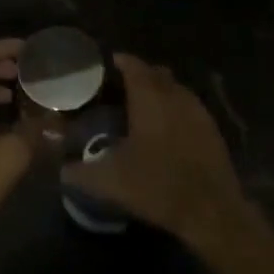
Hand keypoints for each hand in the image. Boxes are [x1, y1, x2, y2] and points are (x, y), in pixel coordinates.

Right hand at [61, 54, 251, 252]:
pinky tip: (165, 132)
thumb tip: (61, 171)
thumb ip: (79, 173)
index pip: (132, 65)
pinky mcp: (212, 130)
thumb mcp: (109, 181)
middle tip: (118, 89)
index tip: (103, 66)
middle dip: (138, 75)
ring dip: (159, 92)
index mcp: (148, 96)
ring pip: (174, 89)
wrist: (212, 212)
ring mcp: (197, 111)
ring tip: (141, 109)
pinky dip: (175, 110)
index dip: (118, 62)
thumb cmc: (157, 185)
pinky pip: (189, 108)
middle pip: (155, 73)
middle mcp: (174, 95)